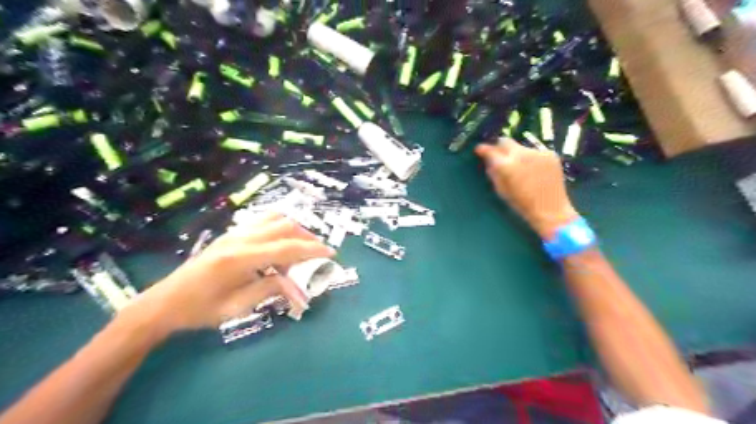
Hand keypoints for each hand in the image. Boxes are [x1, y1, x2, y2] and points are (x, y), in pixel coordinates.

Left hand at [129, 214, 333, 336]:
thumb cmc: (200, 310)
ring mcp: (235, 233)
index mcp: (240, 259)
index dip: (312, 250)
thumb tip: (299, 288)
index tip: (331, 254)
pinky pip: (263, 222)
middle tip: (319, 253)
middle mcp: (240, 239)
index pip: (286, 248)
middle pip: (284, 226)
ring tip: (303, 247)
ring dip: (294, 230)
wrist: (165, 302)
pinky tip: (281, 245)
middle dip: (307, 237)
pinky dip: (280, 229)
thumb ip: (271, 290)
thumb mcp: (238, 307)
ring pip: (274, 219)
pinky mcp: (232, 234)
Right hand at [477, 138, 579, 237]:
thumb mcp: (501, 191)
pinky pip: (535, 152)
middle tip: (499, 156)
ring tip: (520, 168)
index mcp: (506, 166)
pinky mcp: (550, 154)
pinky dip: (531, 159)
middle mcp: (521, 154)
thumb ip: (493, 173)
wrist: (551, 210)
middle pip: (505, 141)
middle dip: (499, 147)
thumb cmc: (522, 204)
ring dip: (516, 154)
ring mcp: (538, 152)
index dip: (483, 149)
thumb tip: (488, 161)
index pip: (490, 151)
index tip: (479, 150)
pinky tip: (534, 171)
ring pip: (520, 147)